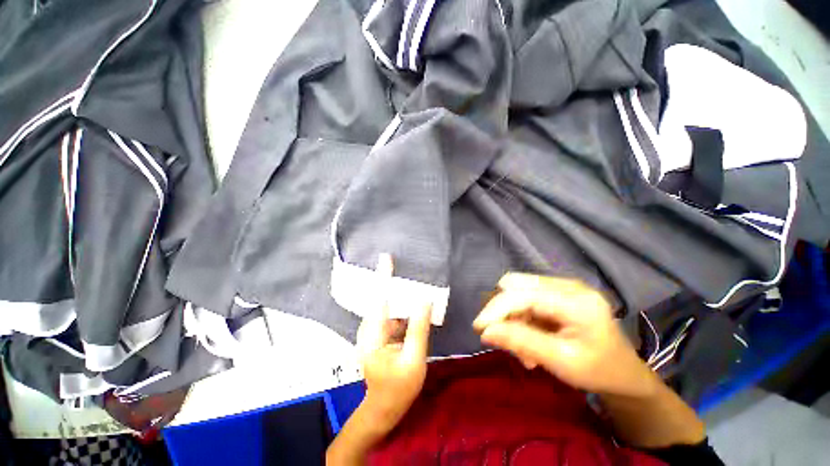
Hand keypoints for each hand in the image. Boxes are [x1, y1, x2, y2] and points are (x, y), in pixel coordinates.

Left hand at [356, 254, 431, 433]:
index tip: (386, 258)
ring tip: (411, 284)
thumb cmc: (399, 388)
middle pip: (381, 300)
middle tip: (403, 268)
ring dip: (397, 296)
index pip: (379, 299)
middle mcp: (368, 330)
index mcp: (373, 336)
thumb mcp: (413, 360)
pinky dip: (400, 309)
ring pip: (385, 307)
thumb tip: (423, 301)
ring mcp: (372, 333)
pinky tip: (411, 306)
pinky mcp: (378, 336)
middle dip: (391, 283)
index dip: (383, 277)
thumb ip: (418, 329)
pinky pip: (389, 316)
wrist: (384, 408)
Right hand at [473, 273, 657, 397]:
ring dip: (512, 318)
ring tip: (523, 349)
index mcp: (576, 301)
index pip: (523, 294)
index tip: (479, 328)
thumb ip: (522, 342)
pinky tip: (529, 339)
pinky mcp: (557, 292)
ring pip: (518, 292)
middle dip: (503, 311)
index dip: (497, 308)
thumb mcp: (561, 361)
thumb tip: (485, 331)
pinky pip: (526, 298)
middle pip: (517, 286)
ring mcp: (563, 286)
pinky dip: (520, 318)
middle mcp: (568, 285)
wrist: (624, 373)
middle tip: (503, 338)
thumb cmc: (599, 371)